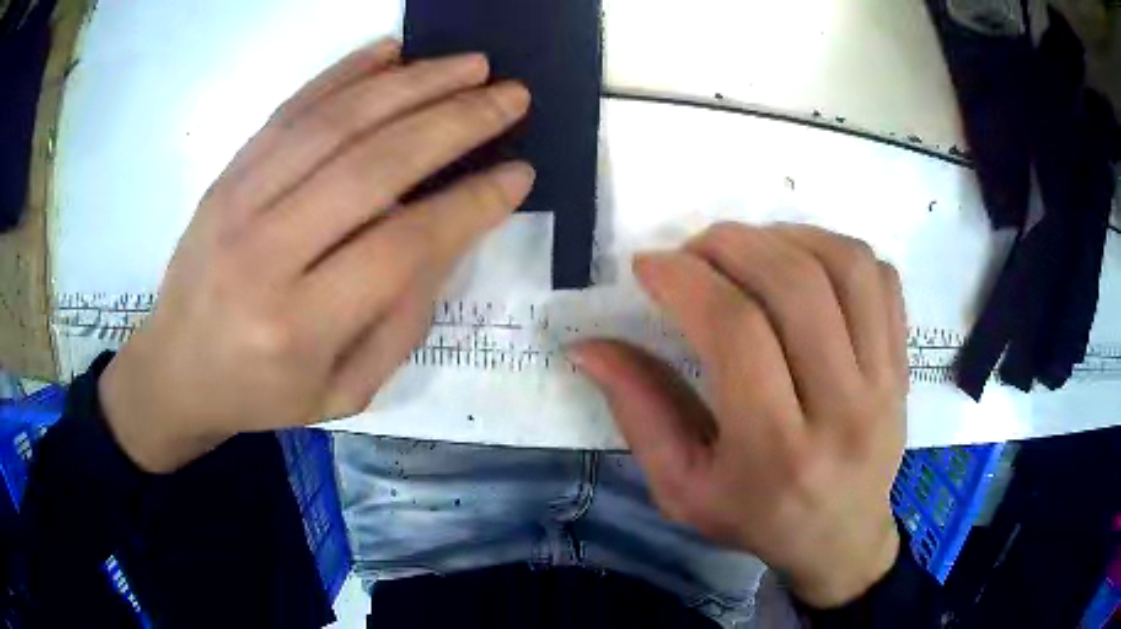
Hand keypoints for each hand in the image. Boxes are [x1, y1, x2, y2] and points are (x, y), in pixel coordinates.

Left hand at [99, 39, 533, 472]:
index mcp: (298, 326)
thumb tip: (448, 235)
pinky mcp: (226, 175)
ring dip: (413, 83)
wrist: (175, 371)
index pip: (403, 244)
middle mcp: (265, 253)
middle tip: (512, 95)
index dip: (470, 204)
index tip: (519, 173)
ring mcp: (237, 202)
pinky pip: (290, 110)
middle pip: (373, 166)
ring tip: (470, 64)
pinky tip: (392, 51)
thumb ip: (400, 320)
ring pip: (336, 123)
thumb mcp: (344, 391)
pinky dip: (345, 72)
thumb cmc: (262, 394)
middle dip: (455, 121)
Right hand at [570, 223, 907, 607]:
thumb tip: (588, 346)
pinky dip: (836, 250)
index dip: (686, 281)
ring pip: (846, 267)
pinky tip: (804, 264)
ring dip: (787, 237)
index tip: (650, 266)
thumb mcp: (681, 488)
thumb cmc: (755, 519)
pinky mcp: (903, 364)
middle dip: (731, 244)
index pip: (736, 332)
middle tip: (694, 249)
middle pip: (795, 286)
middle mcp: (842, 409)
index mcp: (776, 452)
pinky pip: (880, 279)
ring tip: (750, 248)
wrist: (841, 538)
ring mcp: (884, 382)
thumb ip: (638, 412)